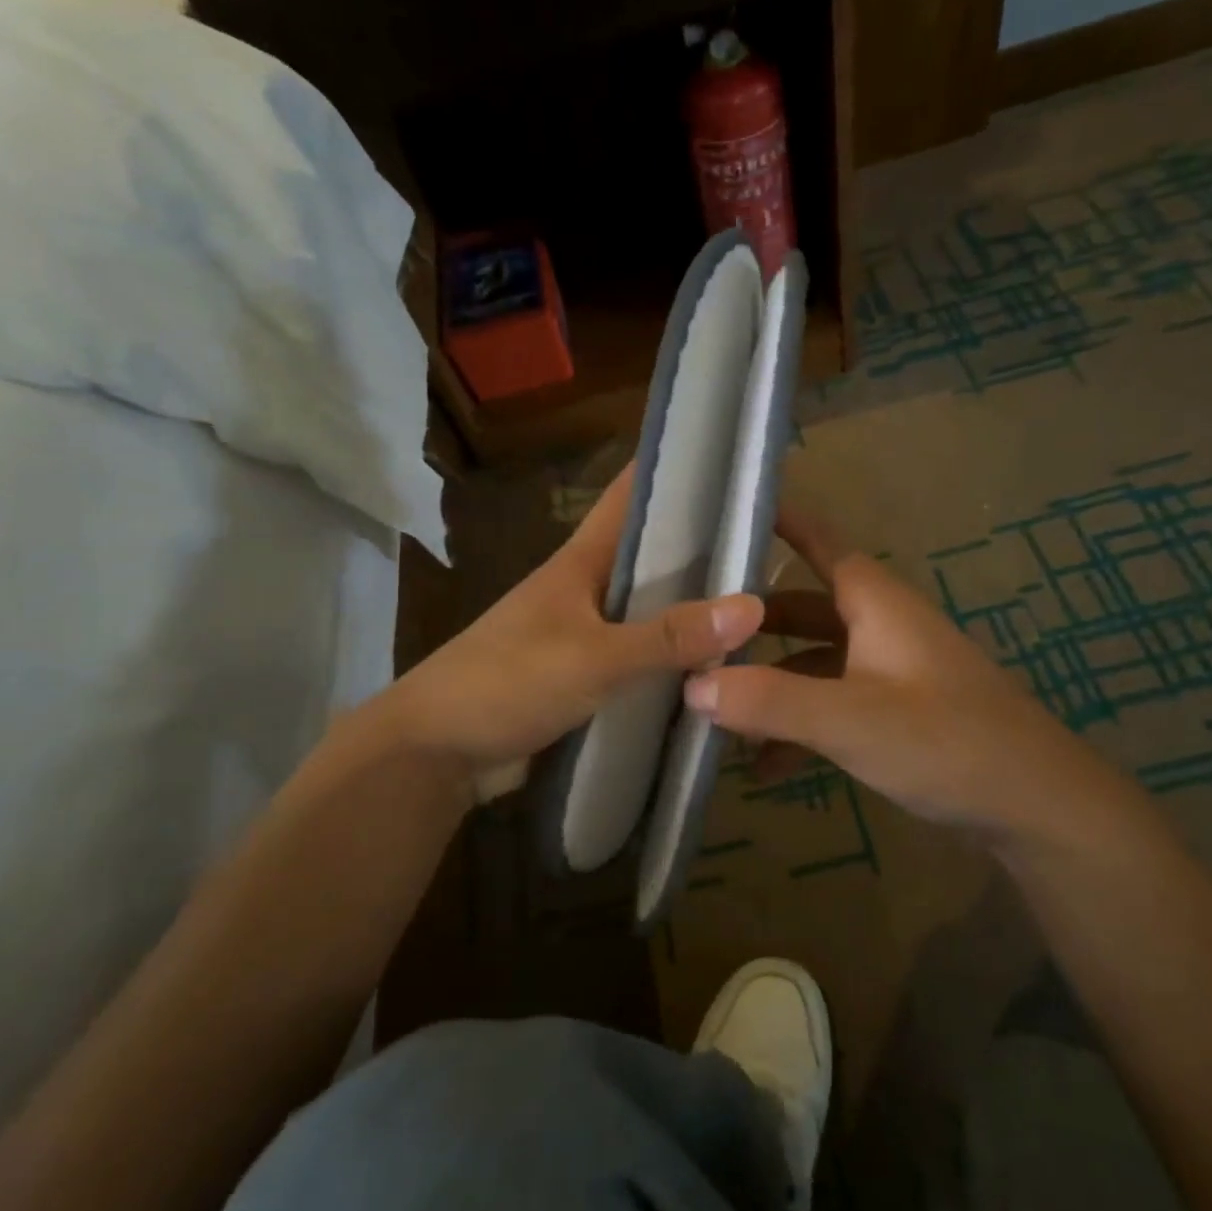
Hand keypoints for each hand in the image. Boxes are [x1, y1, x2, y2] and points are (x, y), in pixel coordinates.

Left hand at [384, 466, 764, 780]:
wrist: (437, 751)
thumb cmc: (506, 683)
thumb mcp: (593, 658)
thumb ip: (668, 637)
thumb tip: (754, 606)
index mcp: (581, 561)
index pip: (632, 496)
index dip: (677, 469)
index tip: (735, 458)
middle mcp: (587, 588)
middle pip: (652, 556)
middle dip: (705, 548)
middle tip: (775, 544)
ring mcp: (585, 634)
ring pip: (650, 610)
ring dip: (693, 610)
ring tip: (765, 602)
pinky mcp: (585, 677)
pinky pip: (640, 658)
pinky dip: (673, 659)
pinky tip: (717, 666)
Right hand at [683, 504, 1129, 840]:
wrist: (1040, 810)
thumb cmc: (947, 743)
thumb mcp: (850, 719)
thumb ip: (769, 700)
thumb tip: (692, 683)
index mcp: (876, 604)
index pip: (822, 542)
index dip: (781, 522)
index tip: (730, 512)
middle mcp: (882, 627)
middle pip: (806, 607)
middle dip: (753, 621)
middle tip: (696, 630)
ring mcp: (892, 673)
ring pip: (816, 662)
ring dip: (771, 684)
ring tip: (717, 712)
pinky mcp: (899, 715)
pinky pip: (834, 706)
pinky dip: (799, 725)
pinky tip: (767, 767)